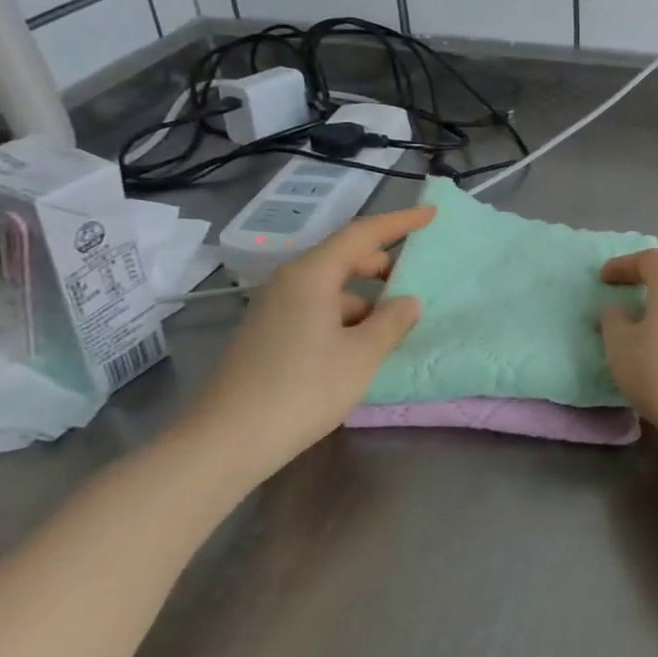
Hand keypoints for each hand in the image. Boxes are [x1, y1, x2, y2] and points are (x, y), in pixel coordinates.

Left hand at [174, 205, 434, 487]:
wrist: (226, 441)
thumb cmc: (303, 389)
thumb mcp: (362, 356)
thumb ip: (392, 322)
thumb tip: (408, 301)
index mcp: (312, 275)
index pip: (362, 234)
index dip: (400, 223)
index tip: (431, 214)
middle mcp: (289, 283)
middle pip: (343, 258)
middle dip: (382, 264)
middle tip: (415, 279)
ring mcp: (274, 309)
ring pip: (331, 289)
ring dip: (365, 299)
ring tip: (393, 326)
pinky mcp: (267, 335)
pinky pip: (316, 311)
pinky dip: (345, 318)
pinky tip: (360, 348)